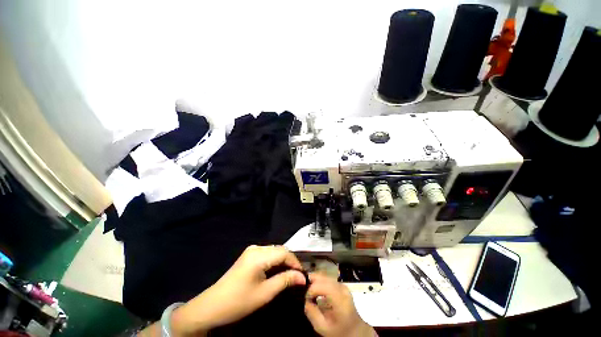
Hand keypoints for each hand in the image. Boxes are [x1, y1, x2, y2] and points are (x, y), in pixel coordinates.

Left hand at [170, 245, 305, 335]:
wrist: (212, 306)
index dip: (295, 263)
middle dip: (290, 262)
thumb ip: (285, 281)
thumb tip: (302, 277)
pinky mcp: (249, 255)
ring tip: (289, 275)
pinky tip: (277, 272)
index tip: (302, 275)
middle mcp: (256, 248)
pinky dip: (275, 262)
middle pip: (279, 250)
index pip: (284, 253)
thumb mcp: (265, 293)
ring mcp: (251, 250)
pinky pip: (267, 254)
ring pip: (274, 251)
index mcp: (259, 255)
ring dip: (283, 262)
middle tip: (297, 276)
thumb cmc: (239, 301)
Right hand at [304, 273, 374, 336]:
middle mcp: (342, 288)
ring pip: (324, 275)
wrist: (356, 330)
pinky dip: (319, 281)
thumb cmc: (340, 331)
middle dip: (311, 280)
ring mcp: (342, 284)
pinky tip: (314, 289)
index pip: (323, 286)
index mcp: (340, 300)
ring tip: (307, 289)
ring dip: (314, 280)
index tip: (305, 298)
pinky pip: (327, 278)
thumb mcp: (323, 328)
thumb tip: (304, 300)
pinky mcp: (341, 284)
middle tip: (302, 289)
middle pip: (323, 277)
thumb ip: (312, 314)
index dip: (312, 289)